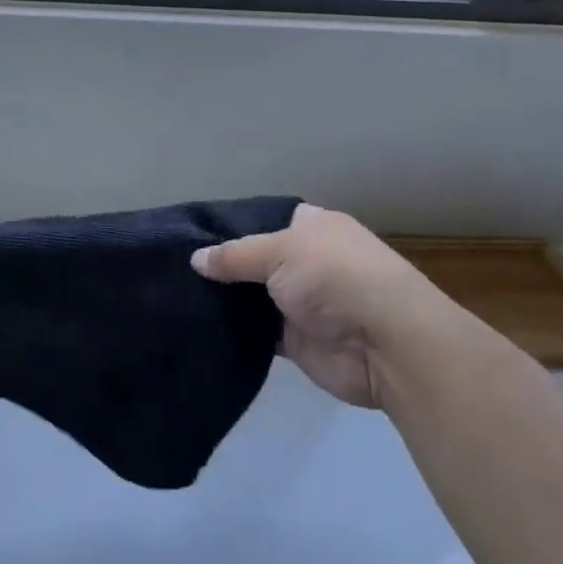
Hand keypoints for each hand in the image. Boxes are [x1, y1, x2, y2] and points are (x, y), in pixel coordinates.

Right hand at [191, 203, 460, 408]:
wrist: (385, 343)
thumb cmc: (334, 276)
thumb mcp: (278, 251)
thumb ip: (234, 256)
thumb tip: (196, 259)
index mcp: (314, 227)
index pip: (267, 220)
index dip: (234, 226)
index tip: (194, 234)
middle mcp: (310, 261)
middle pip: (258, 260)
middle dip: (225, 266)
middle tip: (178, 267)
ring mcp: (304, 302)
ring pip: (255, 297)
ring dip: (229, 300)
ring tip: (180, 295)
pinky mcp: (298, 340)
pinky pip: (259, 332)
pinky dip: (237, 330)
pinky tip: (201, 324)